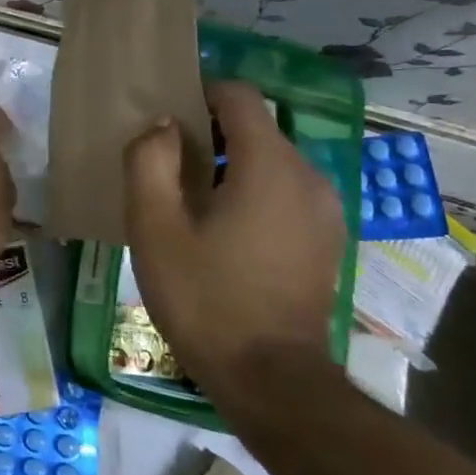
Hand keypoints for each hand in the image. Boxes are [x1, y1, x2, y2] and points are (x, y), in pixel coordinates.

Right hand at [123, 82, 343, 388]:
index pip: (238, 97)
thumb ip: (149, 161)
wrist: (270, 379)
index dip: (199, 94)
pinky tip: (222, 230)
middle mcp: (308, 177)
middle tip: (165, 167)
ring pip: (270, 162)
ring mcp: (324, 211)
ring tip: (189, 201)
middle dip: (209, 134)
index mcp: (269, 166)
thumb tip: (162, 126)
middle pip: (255, 128)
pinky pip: (284, 192)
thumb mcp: (155, 227)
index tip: (165, 120)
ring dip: (229, 166)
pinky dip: (252, 191)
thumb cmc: (205, 298)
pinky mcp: (326, 239)